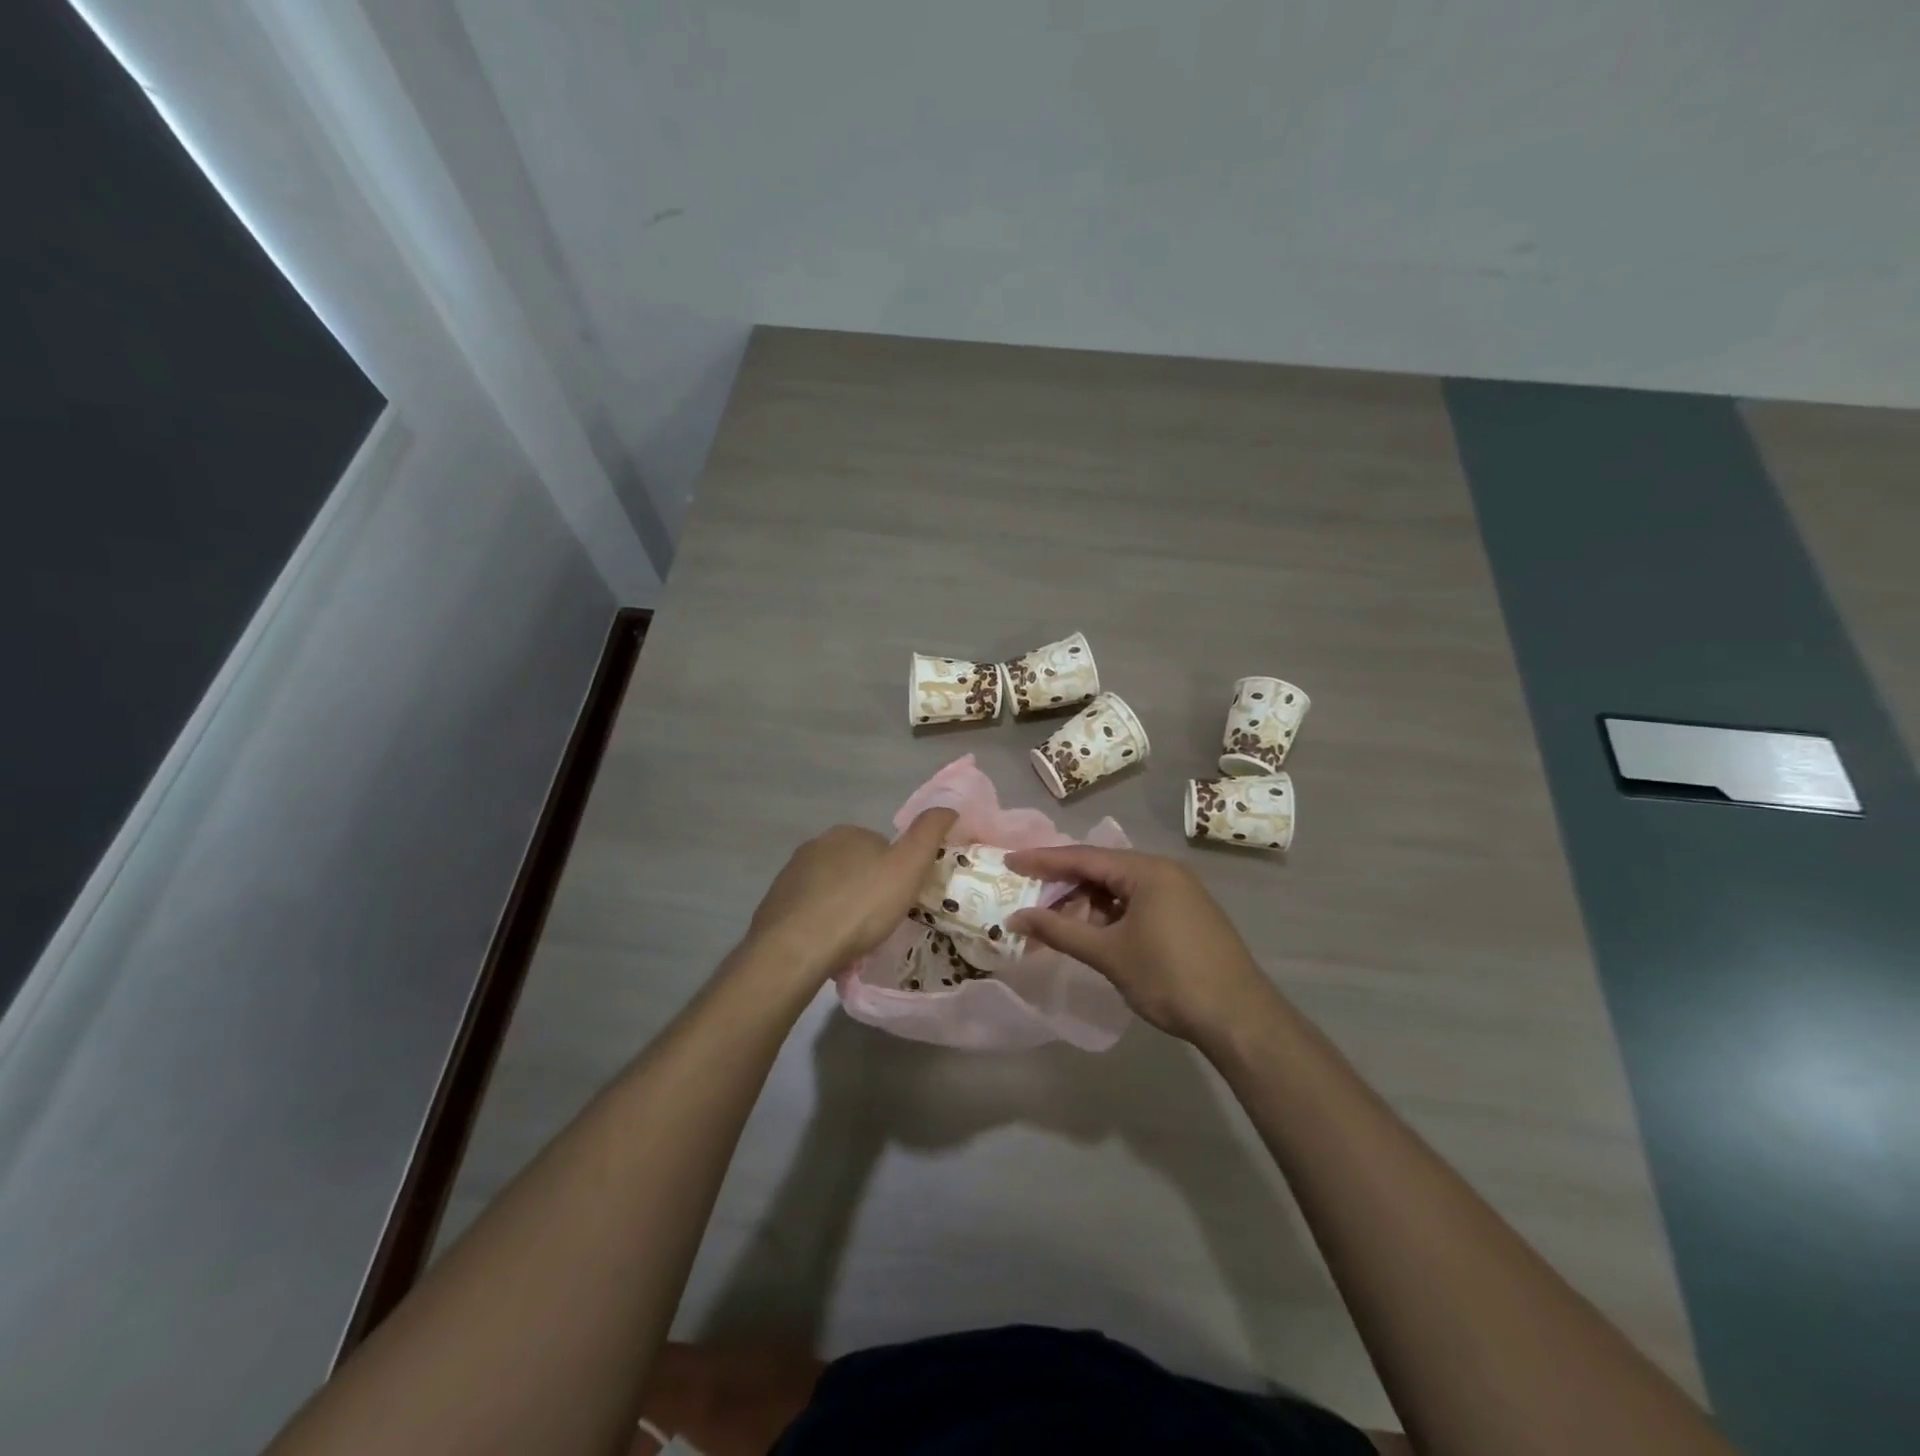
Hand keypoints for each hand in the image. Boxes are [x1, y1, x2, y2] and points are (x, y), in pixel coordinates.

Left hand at [745, 809, 956, 980]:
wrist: (795, 949)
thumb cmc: (859, 906)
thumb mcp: (908, 867)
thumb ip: (929, 834)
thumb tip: (948, 807)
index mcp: (847, 833)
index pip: (881, 846)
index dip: (896, 871)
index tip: (901, 899)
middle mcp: (815, 846)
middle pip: (854, 866)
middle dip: (867, 888)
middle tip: (880, 922)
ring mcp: (791, 875)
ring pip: (829, 888)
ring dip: (842, 907)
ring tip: (854, 939)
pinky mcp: (775, 905)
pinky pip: (808, 911)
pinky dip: (820, 924)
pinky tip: (828, 946)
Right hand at [1005, 845, 1275, 1044]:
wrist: (1239, 1018)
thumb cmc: (1170, 978)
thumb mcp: (1109, 954)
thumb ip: (1060, 931)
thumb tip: (1016, 919)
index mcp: (1146, 870)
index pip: (1083, 857)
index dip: (1043, 861)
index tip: (1010, 861)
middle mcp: (1164, 871)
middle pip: (1102, 869)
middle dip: (1065, 884)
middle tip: (1029, 896)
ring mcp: (1180, 892)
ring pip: (1120, 887)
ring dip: (1088, 903)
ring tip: (1057, 922)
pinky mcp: (1187, 913)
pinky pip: (1138, 901)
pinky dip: (1111, 913)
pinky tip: (1094, 933)